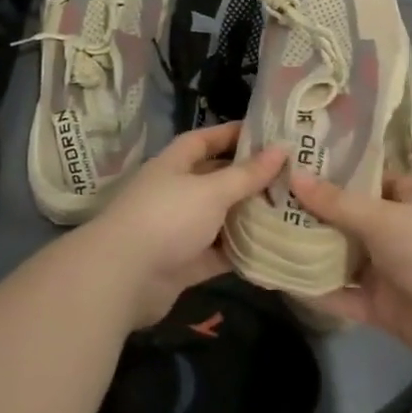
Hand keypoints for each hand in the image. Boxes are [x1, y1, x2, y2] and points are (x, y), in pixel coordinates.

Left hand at [78, 122, 284, 328]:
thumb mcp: (211, 190)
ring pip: (219, 218)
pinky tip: (272, 249)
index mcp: (174, 165)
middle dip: (248, 178)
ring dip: (247, 217)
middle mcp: (175, 193)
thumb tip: (282, 148)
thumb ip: (247, 174)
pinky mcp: (183, 263)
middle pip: (216, 179)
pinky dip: (240, 252)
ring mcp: (178, 229)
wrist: (122, 278)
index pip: (204, 140)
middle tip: (289, 176)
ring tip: (289, 211)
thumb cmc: (167, 218)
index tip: (267, 134)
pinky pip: (218, 253)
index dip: (232, 134)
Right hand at [290, 169, 411, 362]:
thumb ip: (336, 201)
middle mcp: (398, 232)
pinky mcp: (381, 306)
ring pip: (344, 258)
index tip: (301, 165)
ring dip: (314, 251)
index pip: (372, 179)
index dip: (340, 172)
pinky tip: (284, 280)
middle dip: (317, 213)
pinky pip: (344, 295)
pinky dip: (319, 291)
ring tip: (269, 237)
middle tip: (272, 200)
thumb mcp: (381, 216)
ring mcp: (389, 271)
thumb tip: (294, 177)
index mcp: (409, 200)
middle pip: (351, 219)